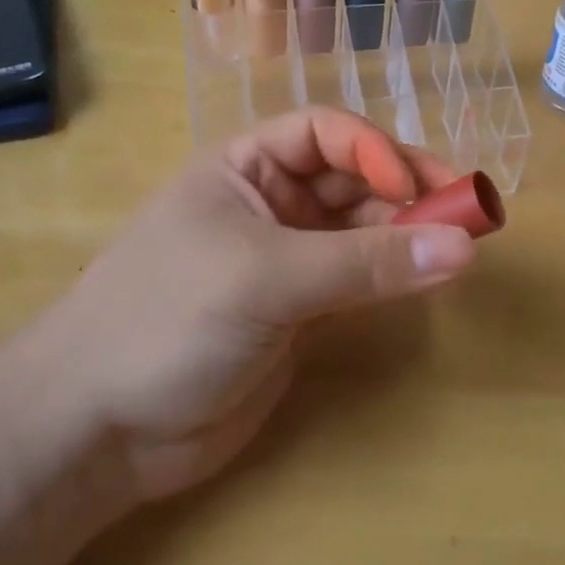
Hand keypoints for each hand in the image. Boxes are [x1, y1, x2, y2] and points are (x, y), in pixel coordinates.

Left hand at [36, 109, 476, 500]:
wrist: (97, 429)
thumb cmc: (167, 320)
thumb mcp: (266, 278)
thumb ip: (366, 263)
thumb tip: (464, 247)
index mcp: (246, 167)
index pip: (327, 135)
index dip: (377, 152)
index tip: (421, 189)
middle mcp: (271, 203)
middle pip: (354, 179)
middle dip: (408, 190)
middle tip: (467, 214)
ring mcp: (287, 258)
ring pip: (363, 230)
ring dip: (408, 233)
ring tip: (460, 247)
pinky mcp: (300, 311)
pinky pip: (358, 279)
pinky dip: (394, 275)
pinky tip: (427, 277)